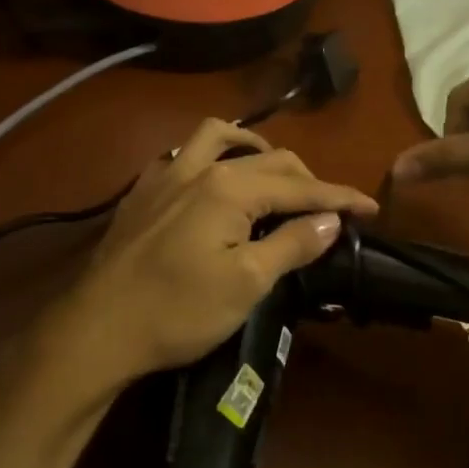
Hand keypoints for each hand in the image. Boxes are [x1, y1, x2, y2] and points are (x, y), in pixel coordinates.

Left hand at [52, 120, 377, 390]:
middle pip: (268, 159)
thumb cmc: (178, 311)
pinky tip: (214, 182)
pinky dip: (213, 156)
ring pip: (220, 138)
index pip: (300, 186)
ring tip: (274, 172)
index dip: (339, 197)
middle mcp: (199, 166)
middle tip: (329, 208)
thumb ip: (292, 244)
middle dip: (306, 179)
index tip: (371, 207)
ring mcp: (166, 174)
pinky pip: (185, 153)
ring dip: (255, 149)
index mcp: (229, 187)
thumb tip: (330, 218)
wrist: (97, 328)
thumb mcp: (246, 283)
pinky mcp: (144, 191)